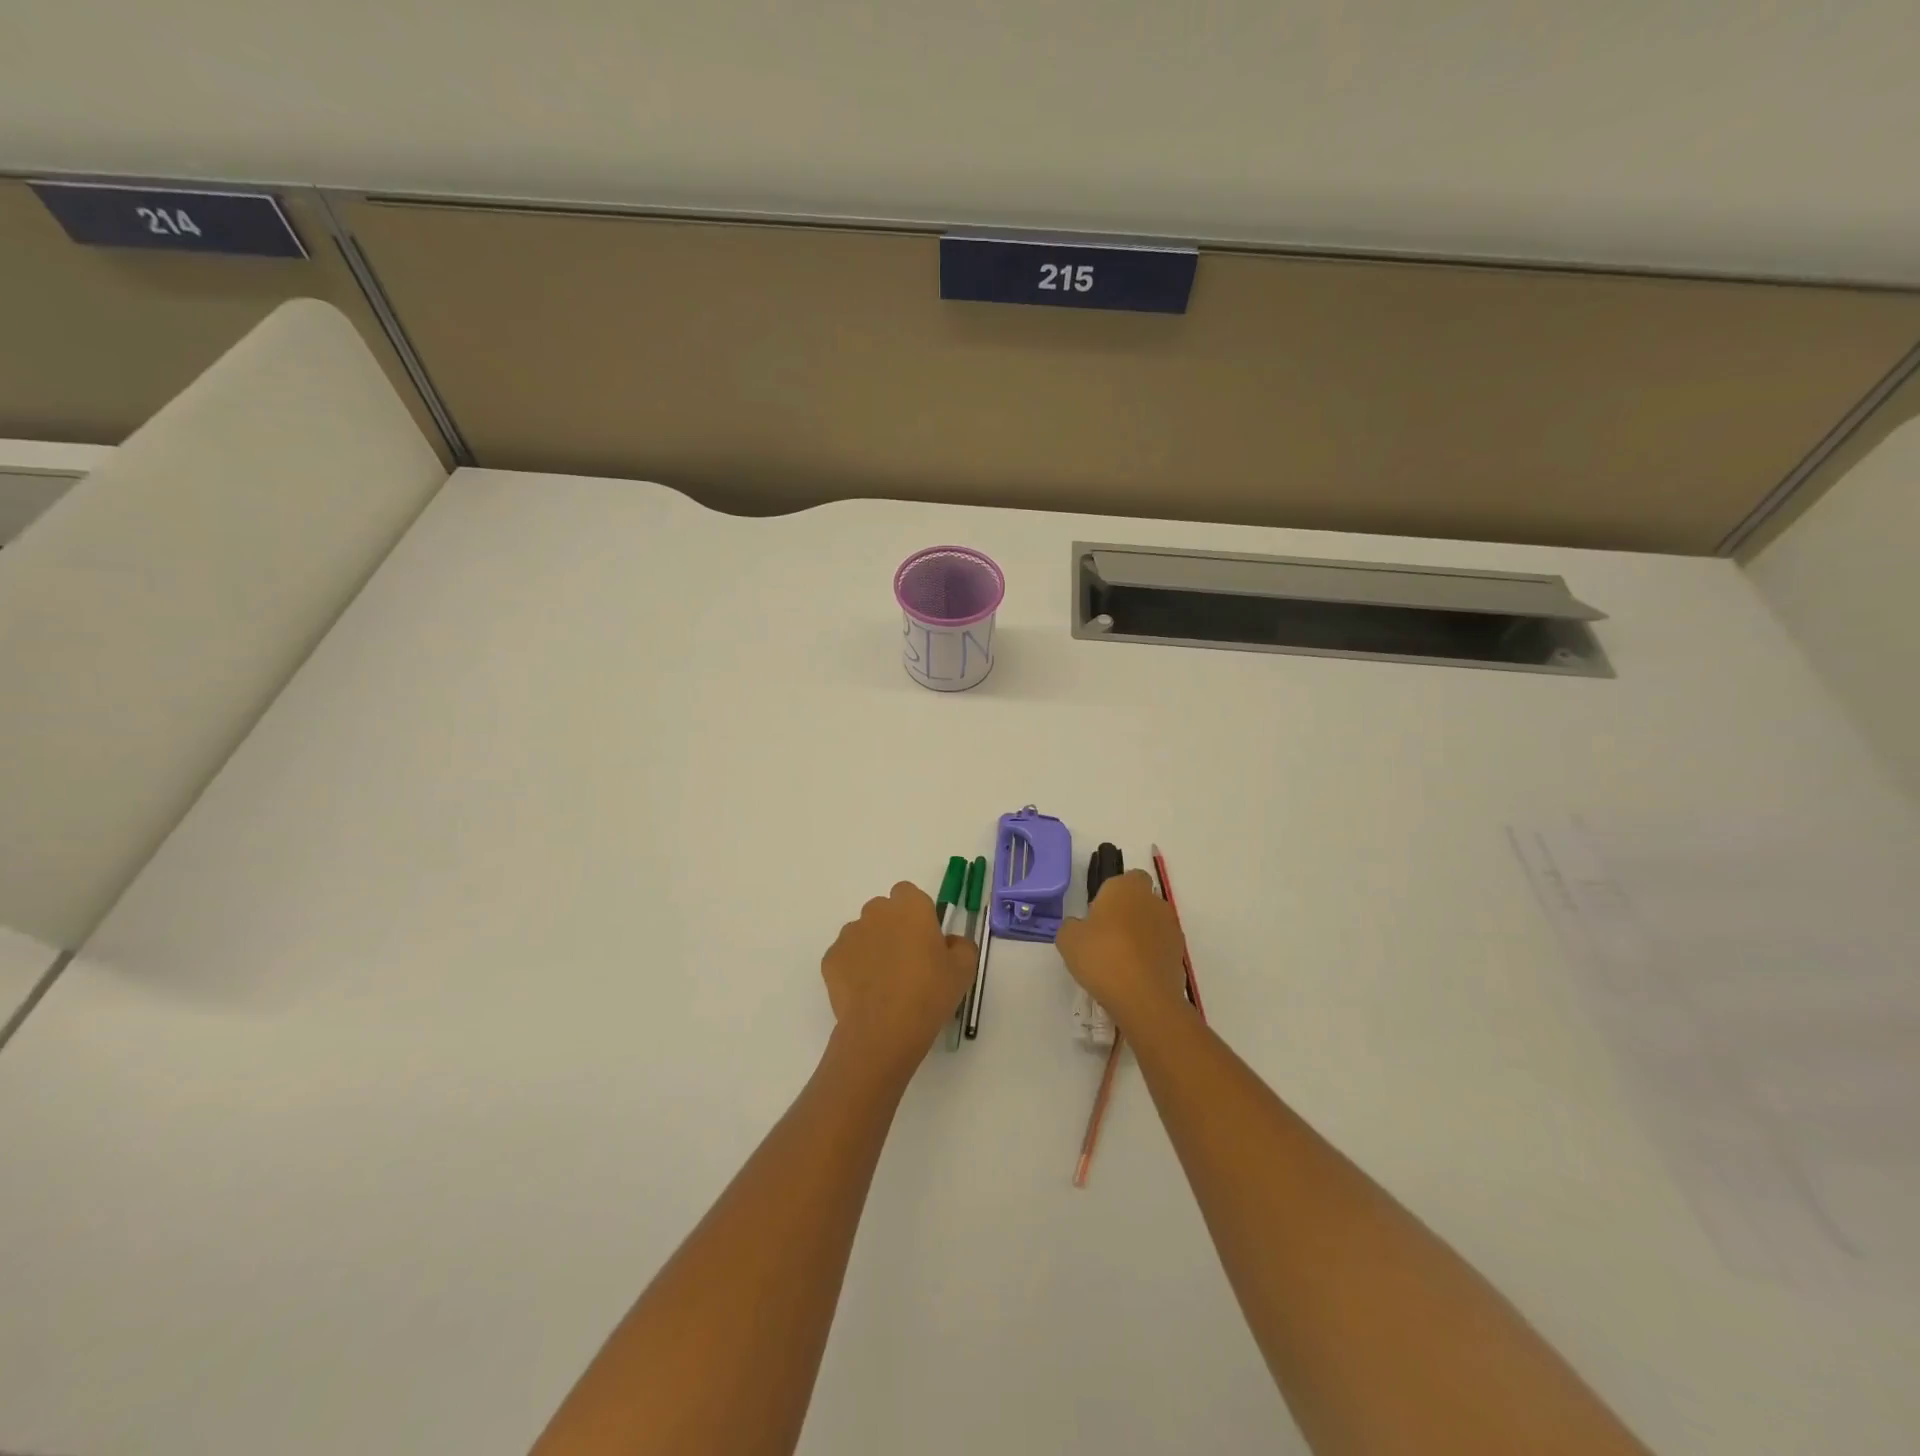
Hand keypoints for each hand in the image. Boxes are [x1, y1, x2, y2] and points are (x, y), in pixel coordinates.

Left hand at [822, 882, 976, 1078]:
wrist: (883, 1030)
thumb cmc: (929, 993)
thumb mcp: (964, 970)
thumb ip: (961, 945)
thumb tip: (949, 942)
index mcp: (911, 907)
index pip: (909, 893)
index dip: (917, 914)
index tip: (925, 939)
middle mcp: (876, 912)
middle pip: (884, 911)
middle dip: (892, 928)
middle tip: (907, 961)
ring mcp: (849, 934)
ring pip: (863, 932)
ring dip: (872, 947)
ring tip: (884, 982)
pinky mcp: (830, 958)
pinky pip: (845, 956)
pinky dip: (853, 968)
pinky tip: (865, 994)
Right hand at [1055, 869, 1188, 1033]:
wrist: (1143, 998)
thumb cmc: (1102, 957)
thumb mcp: (1068, 939)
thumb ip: (1072, 926)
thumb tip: (1079, 926)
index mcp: (1127, 887)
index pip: (1127, 877)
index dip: (1112, 893)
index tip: (1098, 913)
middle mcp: (1154, 901)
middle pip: (1140, 901)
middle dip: (1126, 914)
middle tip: (1105, 937)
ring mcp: (1171, 928)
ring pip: (1151, 925)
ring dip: (1139, 936)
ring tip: (1119, 961)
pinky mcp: (1180, 955)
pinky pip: (1159, 948)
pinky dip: (1149, 957)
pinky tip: (1133, 976)